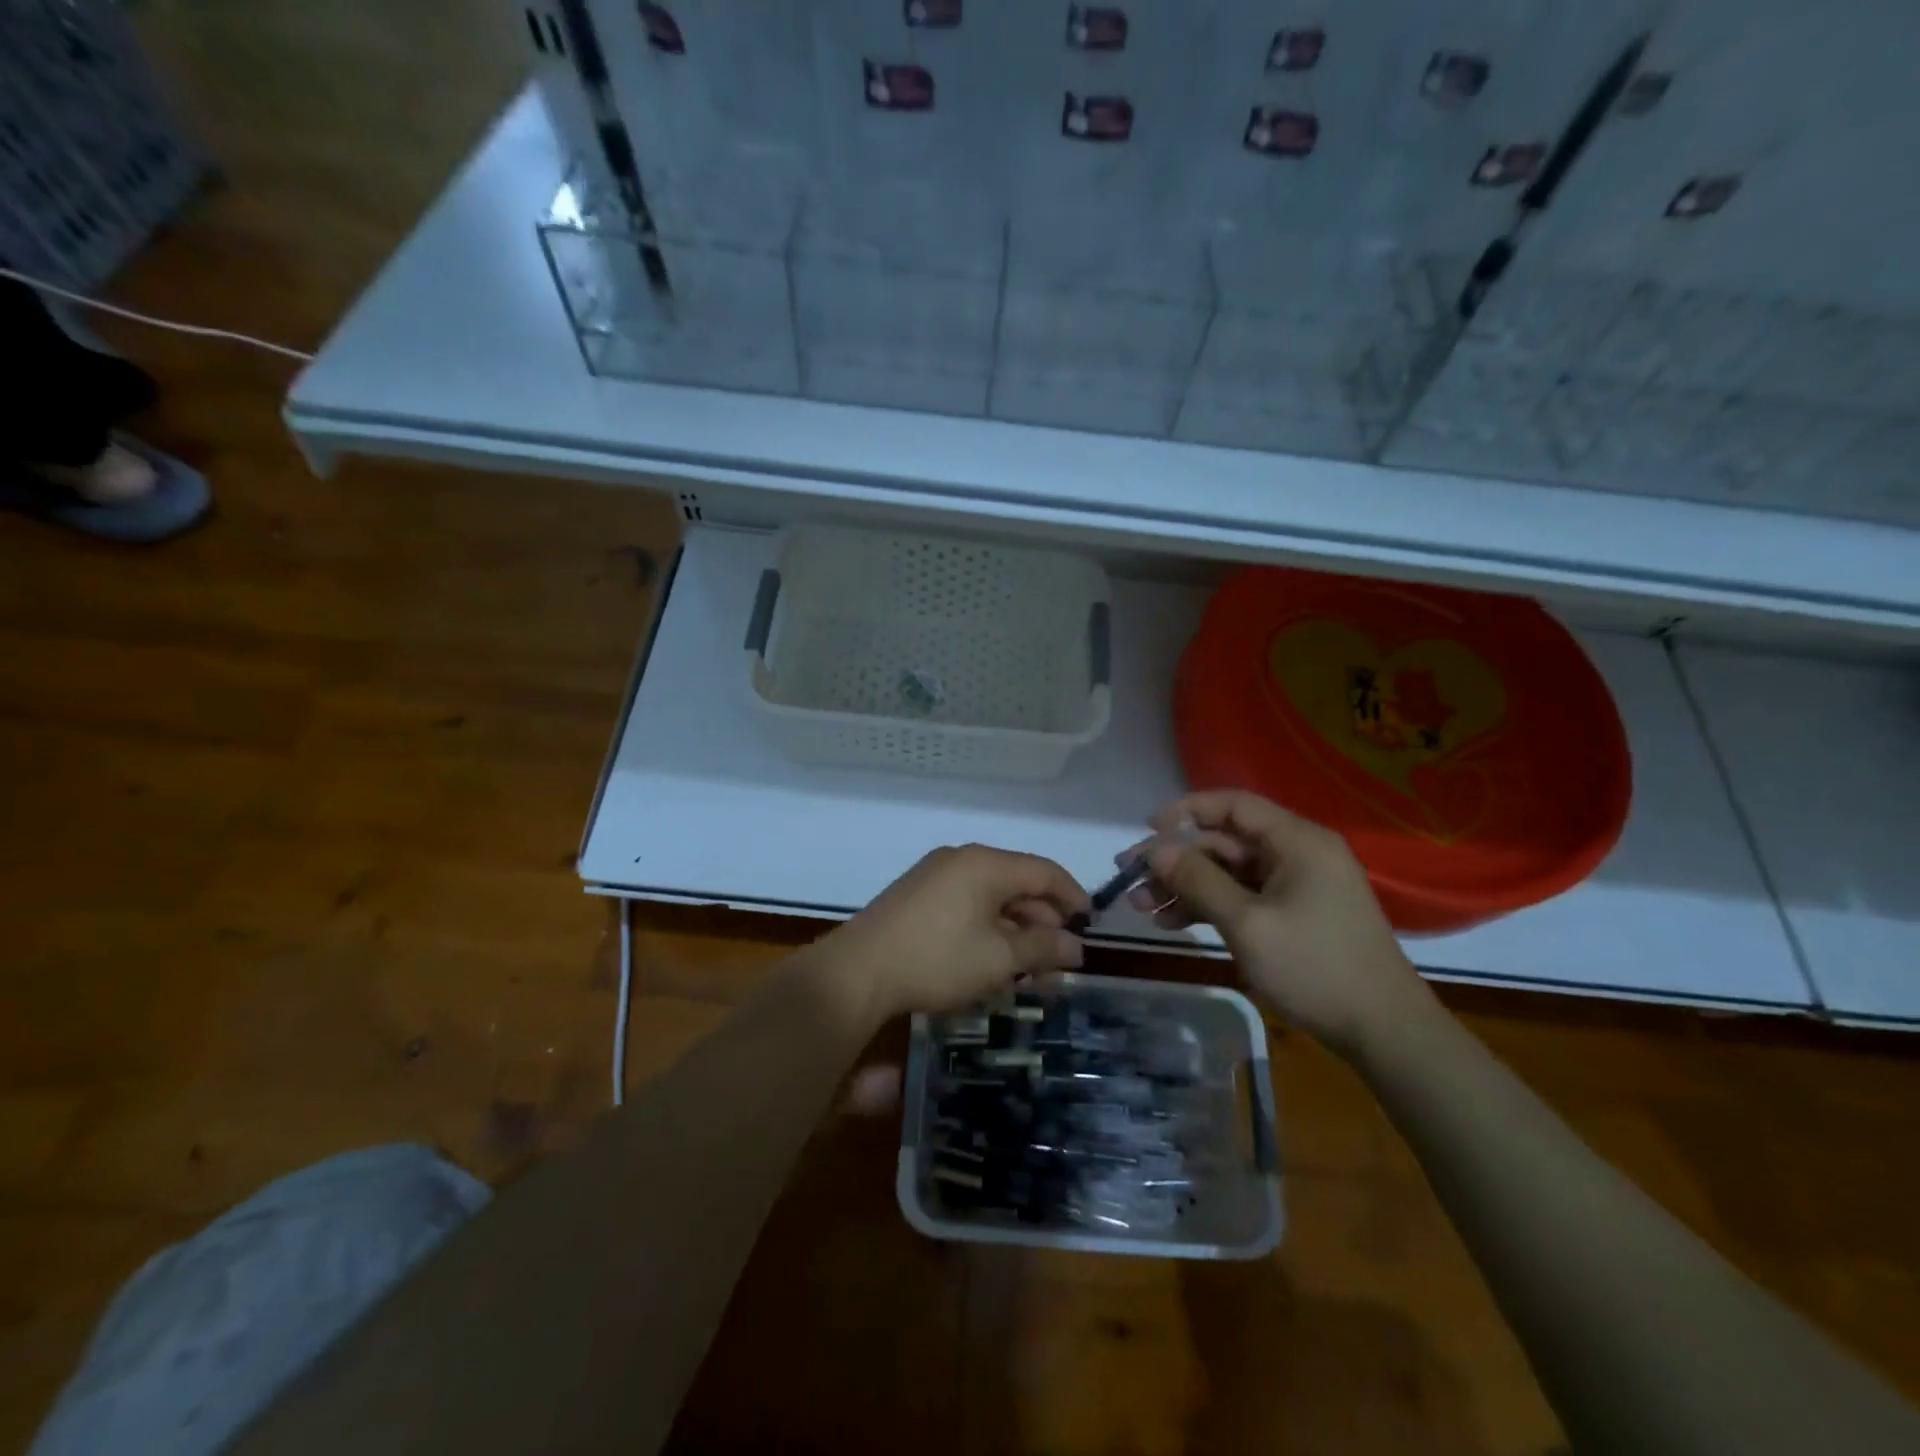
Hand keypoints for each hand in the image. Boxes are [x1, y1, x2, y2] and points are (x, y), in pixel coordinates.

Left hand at [805, 845, 1089, 1028]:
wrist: (858, 972)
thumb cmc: (937, 960)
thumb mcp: (999, 958)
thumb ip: (1043, 948)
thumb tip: (1076, 946)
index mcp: (985, 864)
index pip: (1045, 871)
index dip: (1073, 897)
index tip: (1089, 927)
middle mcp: (961, 860)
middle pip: (1018, 885)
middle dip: (1042, 926)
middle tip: (1058, 966)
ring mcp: (935, 877)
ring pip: (991, 901)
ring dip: (1015, 935)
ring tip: (1028, 977)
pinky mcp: (917, 898)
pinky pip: (966, 907)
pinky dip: (987, 933)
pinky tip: (992, 967)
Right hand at [1129, 790, 1436, 1056]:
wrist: (1383, 1031)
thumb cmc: (1315, 967)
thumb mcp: (1247, 923)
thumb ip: (1198, 880)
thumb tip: (1155, 849)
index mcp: (1297, 842)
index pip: (1234, 805)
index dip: (1187, 810)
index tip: (1147, 829)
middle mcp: (1297, 854)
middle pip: (1225, 842)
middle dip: (1176, 860)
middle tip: (1129, 878)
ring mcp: (1296, 887)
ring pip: (1228, 873)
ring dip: (1185, 886)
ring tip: (1140, 907)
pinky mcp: (1293, 915)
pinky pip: (1242, 898)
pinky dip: (1208, 907)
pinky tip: (1172, 923)